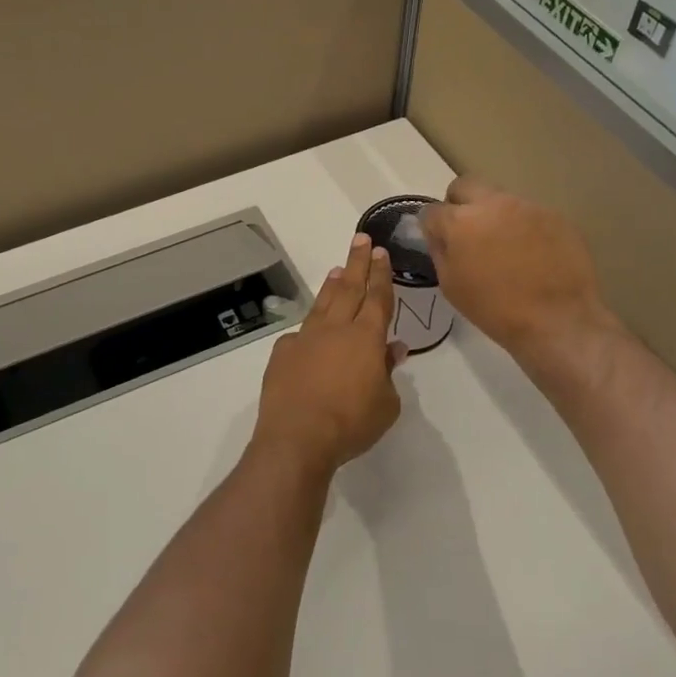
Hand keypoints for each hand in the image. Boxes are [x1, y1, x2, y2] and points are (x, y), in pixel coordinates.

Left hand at [252, 234, 404, 474]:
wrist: (297, 437)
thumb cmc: (351, 423)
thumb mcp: (387, 404)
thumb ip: (388, 372)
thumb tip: (393, 349)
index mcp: (366, 338)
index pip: (377, 298)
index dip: (381, 275)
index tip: (381, 252)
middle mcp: (335, 329)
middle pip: (350, 288)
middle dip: (357, 263)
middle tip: (361, 240)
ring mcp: (305, 338)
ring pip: (323, 303)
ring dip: (333, 285)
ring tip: (337, 269)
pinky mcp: (283, 353)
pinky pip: (301, 334)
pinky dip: (310, 327)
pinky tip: (310, 331)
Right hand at [420, 177, 623, 374]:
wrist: (557, 320)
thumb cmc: (495, 309)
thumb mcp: (451, 286)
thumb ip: (441, 251)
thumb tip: (440, 235)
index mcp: (460, 221)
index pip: (432, 210)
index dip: (432, 226)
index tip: (440, 241)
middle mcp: (492, 204)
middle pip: (465, 185)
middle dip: (459, 204)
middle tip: (467, 233)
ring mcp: (527, 206)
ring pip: (499, 199)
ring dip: (494, 216)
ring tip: (505, 248)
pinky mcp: (555, 216)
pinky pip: (528, 214)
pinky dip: (523, 228)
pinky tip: (532, 255)